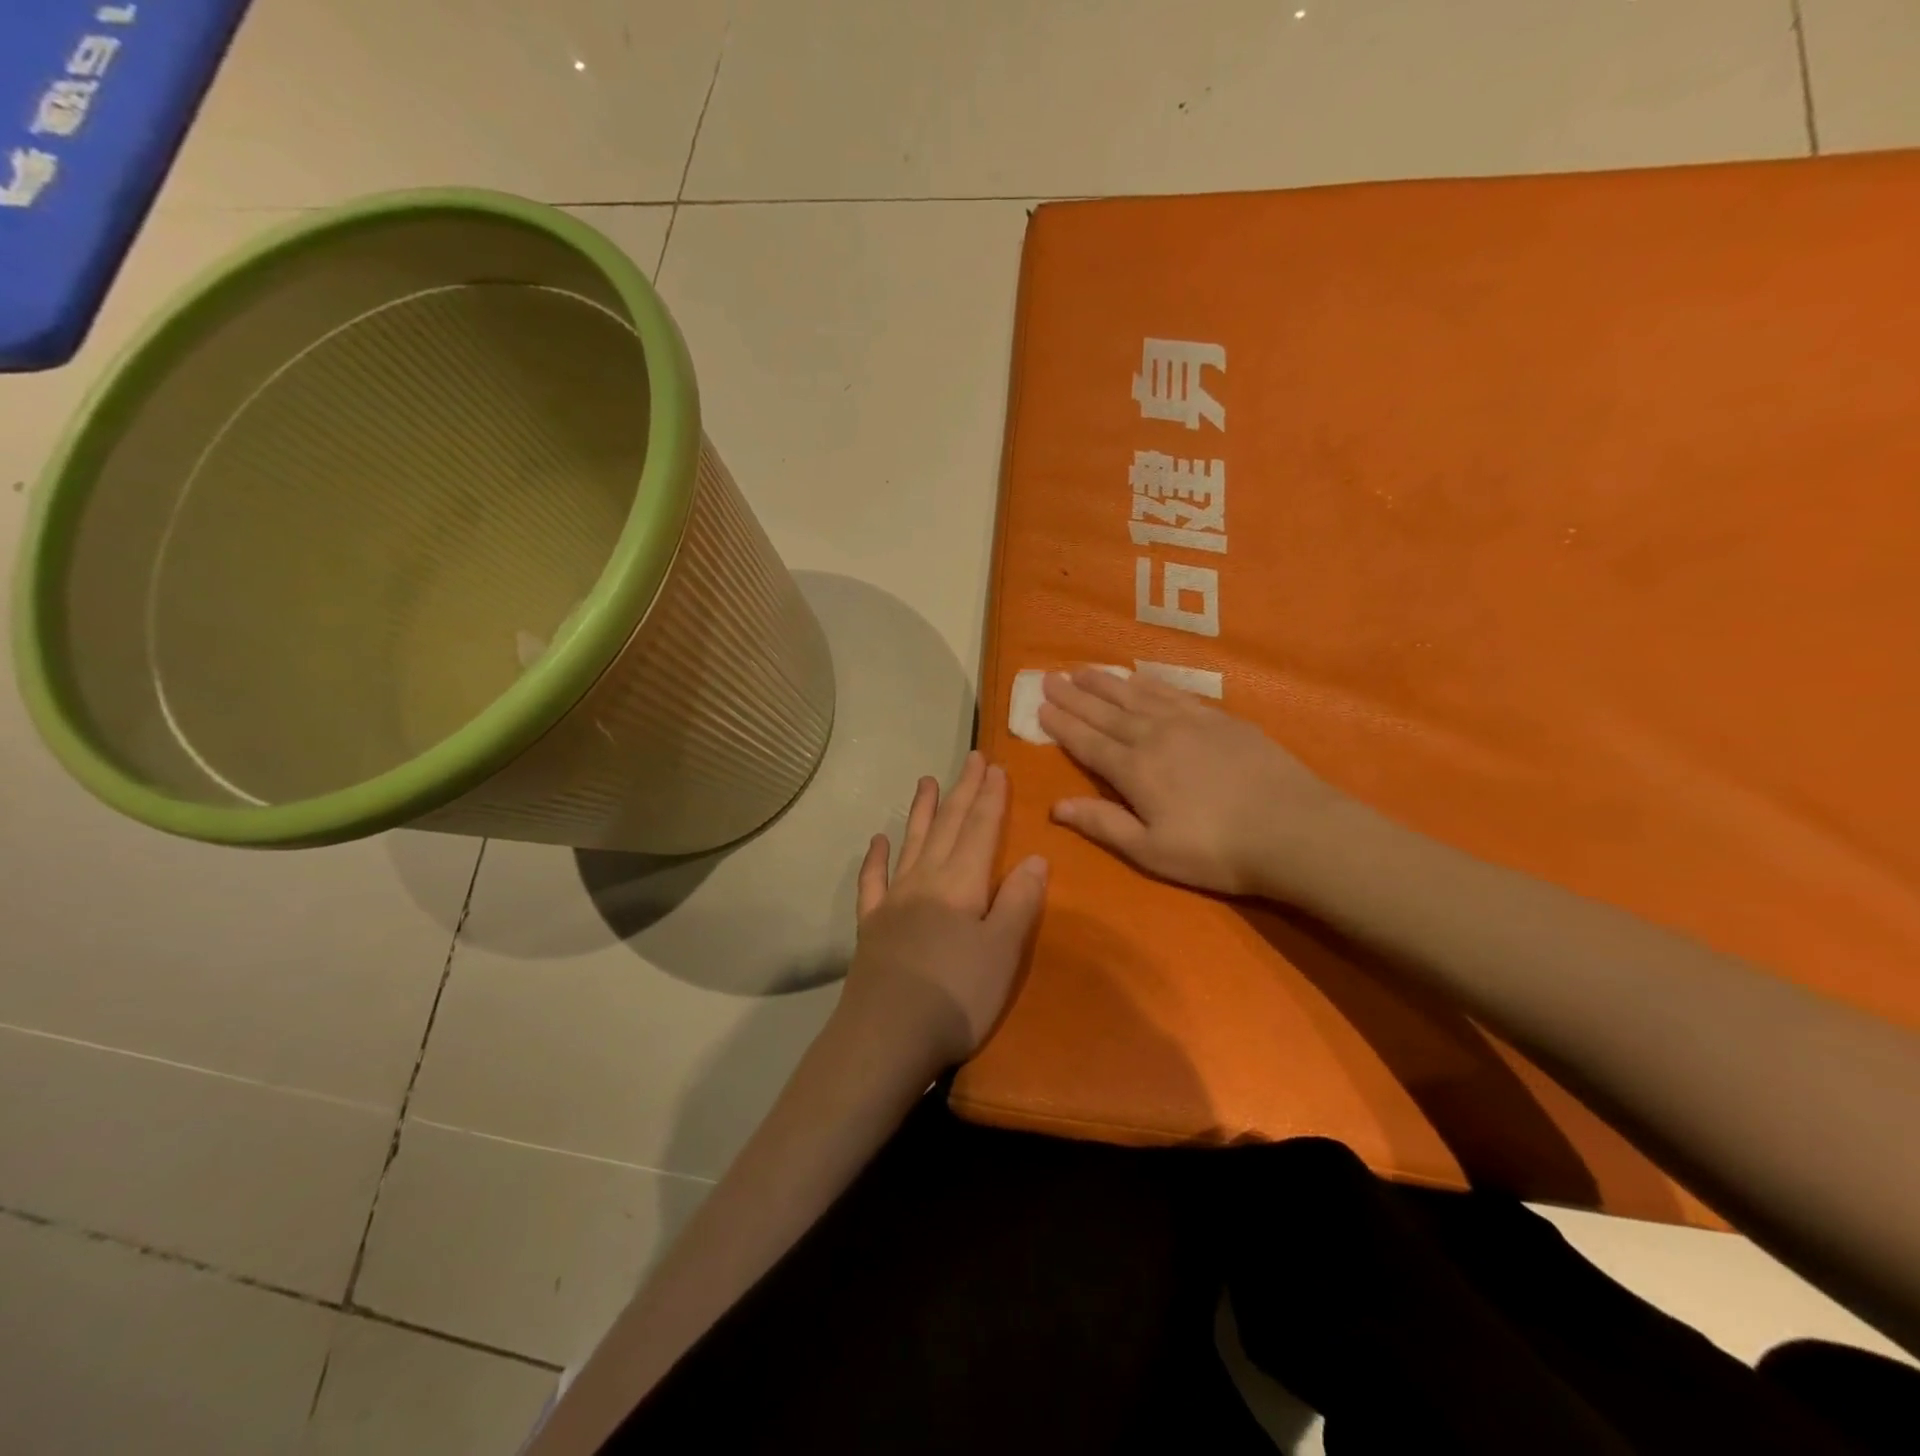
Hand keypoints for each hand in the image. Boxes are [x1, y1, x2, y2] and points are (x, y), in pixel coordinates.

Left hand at [836, 752, 1048, 1071]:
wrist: (887, 1035)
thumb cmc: (957, 996)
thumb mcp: (1003, 951)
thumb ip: (1019, 901)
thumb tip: (1035, 857)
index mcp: (961, 884)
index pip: (980, 830)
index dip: (991, 798)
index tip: (996, 767)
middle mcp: (926, 880)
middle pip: (947, 827)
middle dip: (963, 792)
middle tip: (971, 759)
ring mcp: (893, 900)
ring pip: (911, 843)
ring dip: (921, 811)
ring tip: (926, 781)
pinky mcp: (871, 925)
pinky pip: (873, 882)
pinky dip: (876, 859)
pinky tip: (877, 841)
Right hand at [1038, 668, 1350, 897]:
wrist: (1294, 829)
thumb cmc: (1216, 851)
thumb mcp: (1151, 851)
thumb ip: (1103, 824)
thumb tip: (1056, 806)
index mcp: (1134, 770)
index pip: (1087, 742)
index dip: (1061, 724)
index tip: (1040, 706)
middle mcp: (1154, 736)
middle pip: (1106, 712)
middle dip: (1075, 696)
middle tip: (1050, 676)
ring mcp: (1189, 722)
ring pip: (1137, 695)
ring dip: (1106, 683)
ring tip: (1084, 670)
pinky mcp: (1220, 719)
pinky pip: (1173, 692)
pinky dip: (1150, 683)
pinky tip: (1139, 677)